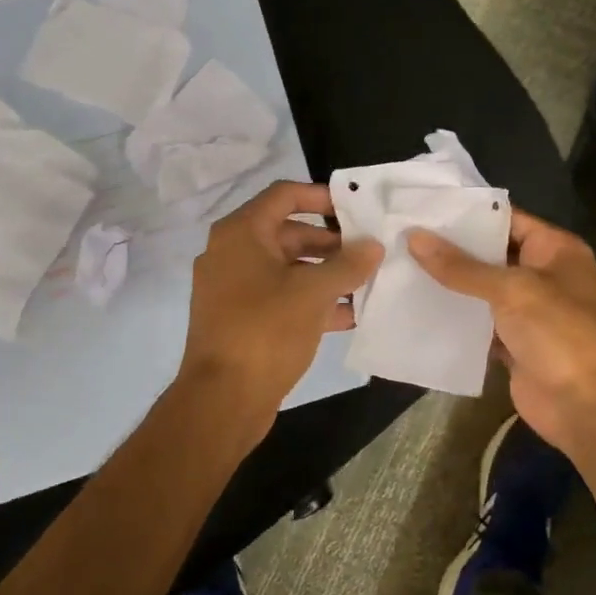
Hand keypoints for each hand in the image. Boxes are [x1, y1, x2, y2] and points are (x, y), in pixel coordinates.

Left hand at [179, 181, 381, 424]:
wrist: (222, 399)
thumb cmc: (266, 331)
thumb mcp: (313, 293)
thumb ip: (348, 264)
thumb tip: (373, 245)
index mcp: (241, 233)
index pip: (284, 195)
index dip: (322, 196)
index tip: (356, 208)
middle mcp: (232, 253)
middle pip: (288, 232)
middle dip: (330, 242)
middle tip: (368, 251)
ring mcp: (233, 288)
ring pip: (287, 268)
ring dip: (325, 274)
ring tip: (366, 283)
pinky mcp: (240, 319)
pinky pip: (280, 297)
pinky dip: (310, 300)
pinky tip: (348, 315)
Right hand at [408, 209, 595, 453]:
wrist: (588, 407)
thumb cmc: (559, 333)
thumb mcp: (511, 290)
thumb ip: (461, 266)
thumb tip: (414, 237)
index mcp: (556, 249)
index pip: (507, 218)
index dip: (467, 213)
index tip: (423, 207)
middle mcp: (544, 274)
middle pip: (492, 254)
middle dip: (451, 248)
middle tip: (403, 235)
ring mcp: (530, 311)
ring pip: (483, 290)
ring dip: (450, 284)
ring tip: (400, 266)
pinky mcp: (514, 344)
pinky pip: (480, 324)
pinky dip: (456, 319)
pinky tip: (417, 307)